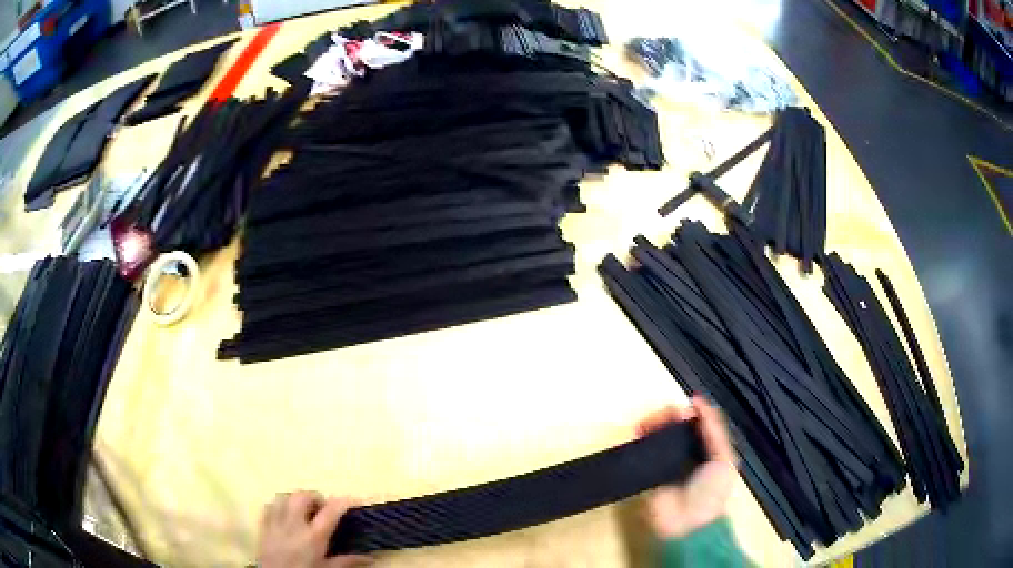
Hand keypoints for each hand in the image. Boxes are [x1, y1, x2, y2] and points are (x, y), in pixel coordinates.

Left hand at [258, 491, 371, 567]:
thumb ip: (347, 561)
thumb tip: (369, 557)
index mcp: (313, 537)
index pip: (330, 512)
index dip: (342, 502)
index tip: (353, 499)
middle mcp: (293, 525)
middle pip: (301, 496)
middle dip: (314, 497)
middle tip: (323, 508)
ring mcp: (276, 524)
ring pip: (283, 497)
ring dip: (295, 499)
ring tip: (304, 510)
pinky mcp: (264, 527)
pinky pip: (269, 506)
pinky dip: (279, 506)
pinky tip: (285, 515)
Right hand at [637, 395, 736, 539]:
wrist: (687, 526)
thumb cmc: (711, 493)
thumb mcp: (724, 460)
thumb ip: (714, 430)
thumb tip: (695, 400)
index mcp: (710, 449)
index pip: (698, 422)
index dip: (690, 412)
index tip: (681, 408)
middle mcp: (689, 452)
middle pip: (677, 425)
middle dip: (669, 416)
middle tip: (662, 417)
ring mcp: (668, 462)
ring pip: (660, 434)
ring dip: (653, 424)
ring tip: (646, 425)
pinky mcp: (650, 472)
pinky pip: (645, 451)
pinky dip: (641, 439)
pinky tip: (639, 434)